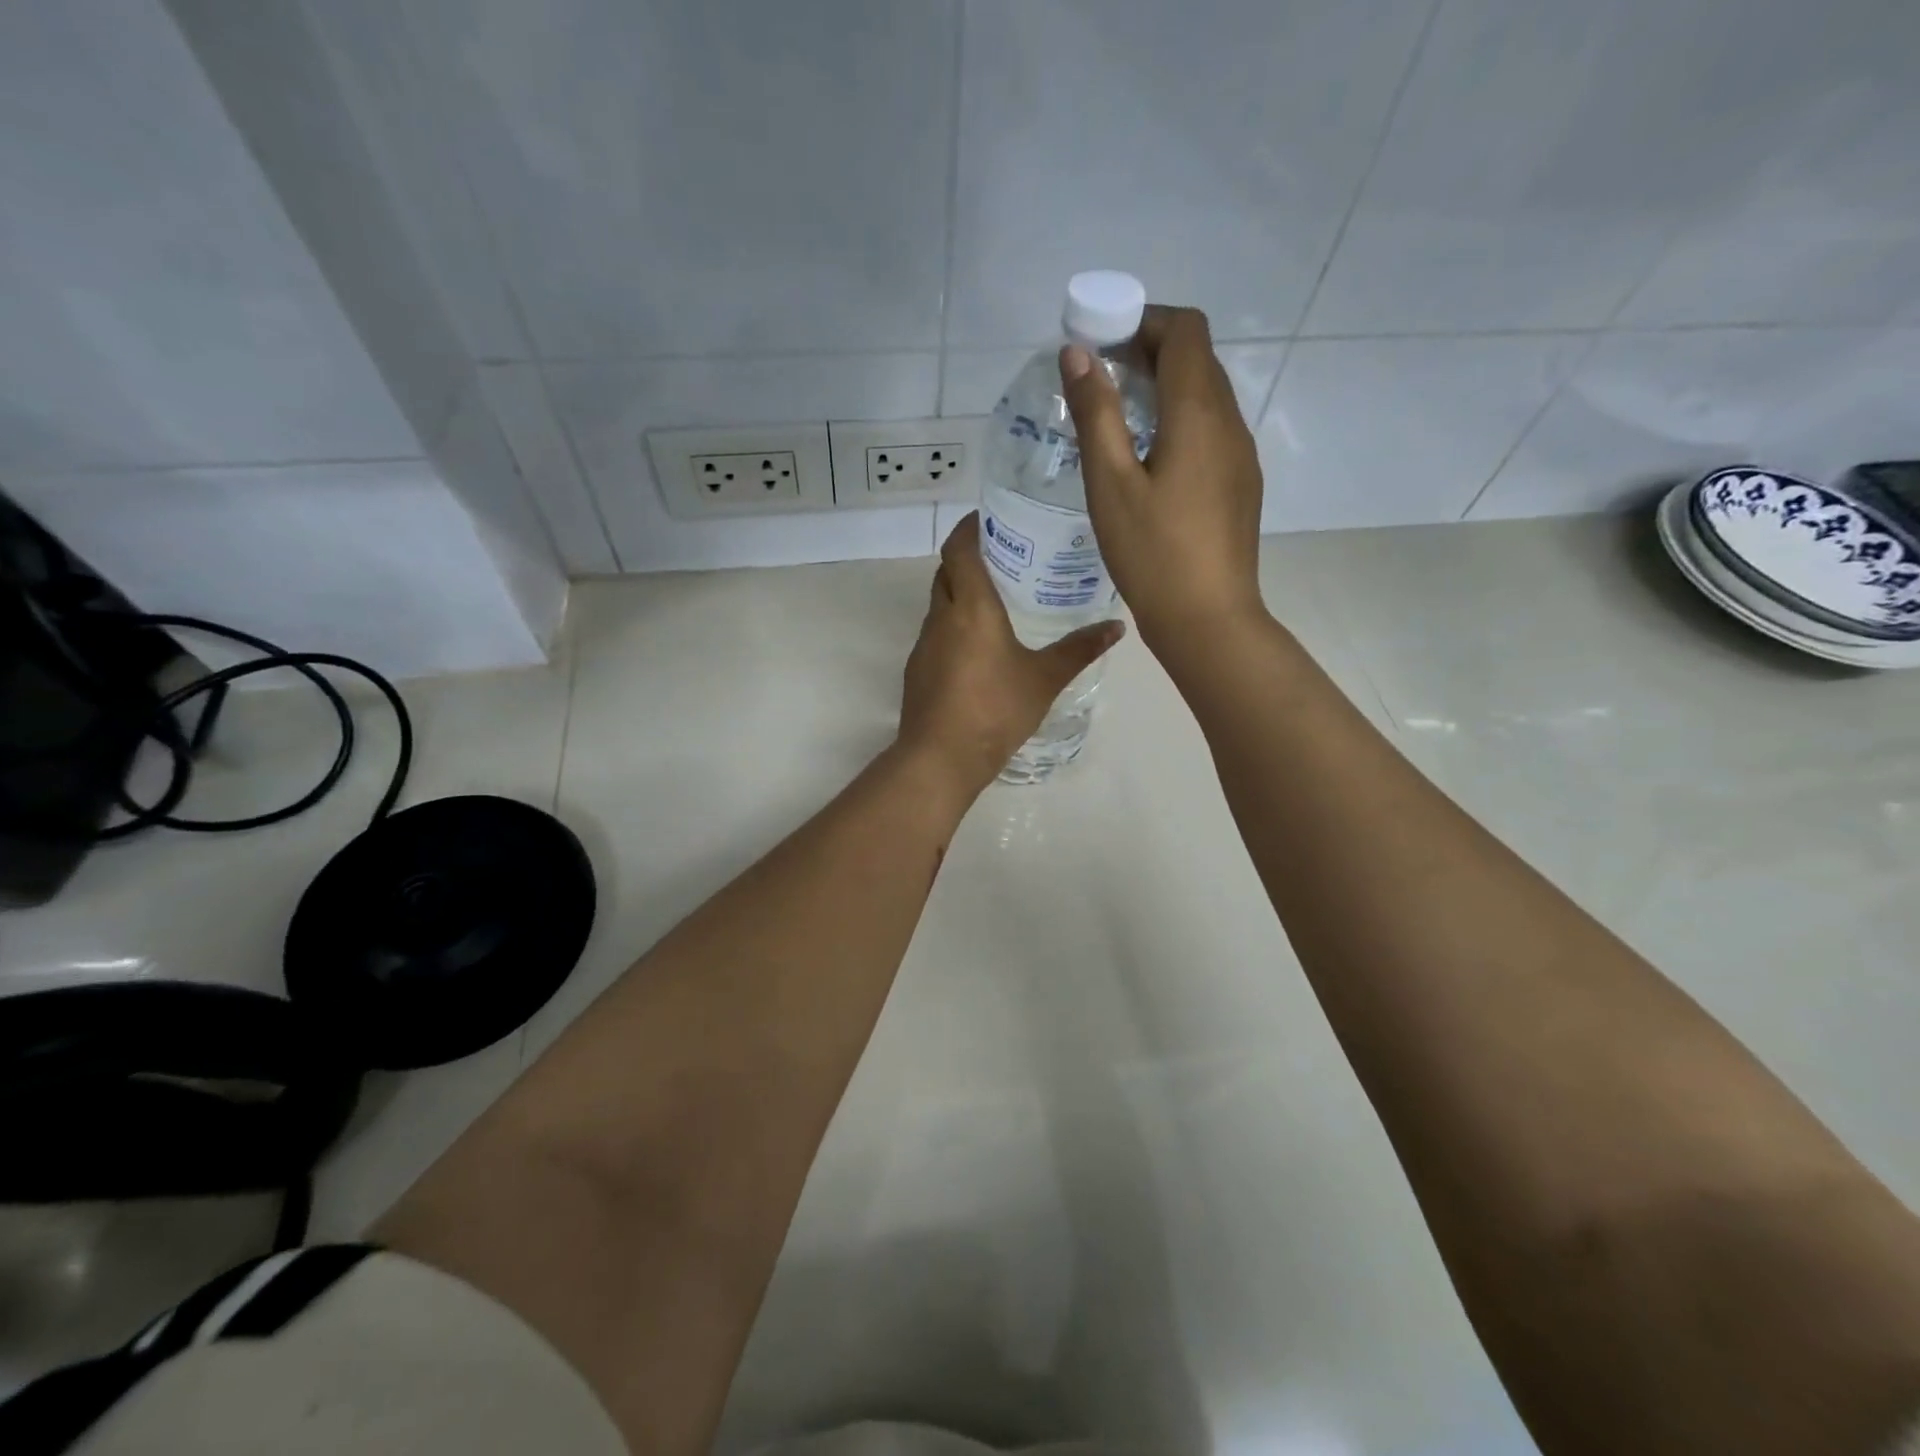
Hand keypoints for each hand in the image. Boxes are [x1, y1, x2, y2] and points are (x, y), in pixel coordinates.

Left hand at [898, 514, 1123, 795]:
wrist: (940, 758)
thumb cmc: (995, 711)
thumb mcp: (1044, 680)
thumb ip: (1079, 650)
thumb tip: (1116, 627)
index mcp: (971, 607)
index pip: (959, 548)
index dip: (970, 527)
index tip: (991, 518)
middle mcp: (941, 617)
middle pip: (947, 572)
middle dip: (969, 558)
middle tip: (1005, 559)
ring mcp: (924, 644)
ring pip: (939, 604)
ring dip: (960, 595)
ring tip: (996, 602)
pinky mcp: (917, 670)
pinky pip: (936, 634)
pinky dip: (953, 627)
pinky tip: (978, 648)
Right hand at [1059, 306, 1268, 651]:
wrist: (1208, 620)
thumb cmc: (1152, 554)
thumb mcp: (1110, 484)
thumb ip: (1096, 413)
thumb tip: (1078, 353)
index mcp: (1199, 414)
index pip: (1184, 331)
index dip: (1143, 321)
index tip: (1100, 344)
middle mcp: (1229, 424)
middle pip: (1197, 359)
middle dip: (1149, 351)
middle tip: (1100, 379)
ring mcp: (1240, 456)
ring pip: (1206, 396)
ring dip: (1164, 389)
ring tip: (1117, 418)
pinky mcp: (1239, 485)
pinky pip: (1211, 431)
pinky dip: (1178, 421)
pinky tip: (1147, 460)